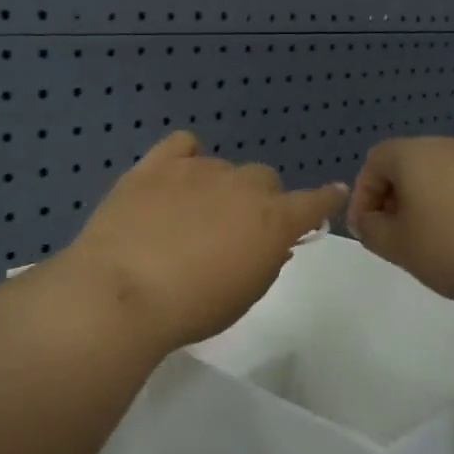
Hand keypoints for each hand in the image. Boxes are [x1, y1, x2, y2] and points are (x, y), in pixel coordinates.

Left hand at [61, 132, 347, 351]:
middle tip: (234, 232)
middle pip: (263, 180)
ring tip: (190, 217)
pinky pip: (182, 144)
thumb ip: (265, 261)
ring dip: (218, 187)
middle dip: (257, 201)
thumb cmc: (192, 308)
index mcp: (273, 220)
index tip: (330, 195)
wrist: (123, 292)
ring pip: (223, 168)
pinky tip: (175, 177)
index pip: (313, 202)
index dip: (323, 199)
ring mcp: (198, 170)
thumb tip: (272, 242)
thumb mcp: (243, 296)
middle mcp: (242, 186)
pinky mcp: (156, 165)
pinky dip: (185, 158)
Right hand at [348, 138, 453, 307]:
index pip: (373, 162)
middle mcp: (447, 146)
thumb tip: (368, 219)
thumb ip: (371, 230)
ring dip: (423, 205)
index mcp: (414, 155)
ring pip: (437, 176)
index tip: (368, 231)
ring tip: (430, 243)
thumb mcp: (399, 247)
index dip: (363, 197)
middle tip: (395, 238)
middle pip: (406, 166)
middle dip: (393, 201)